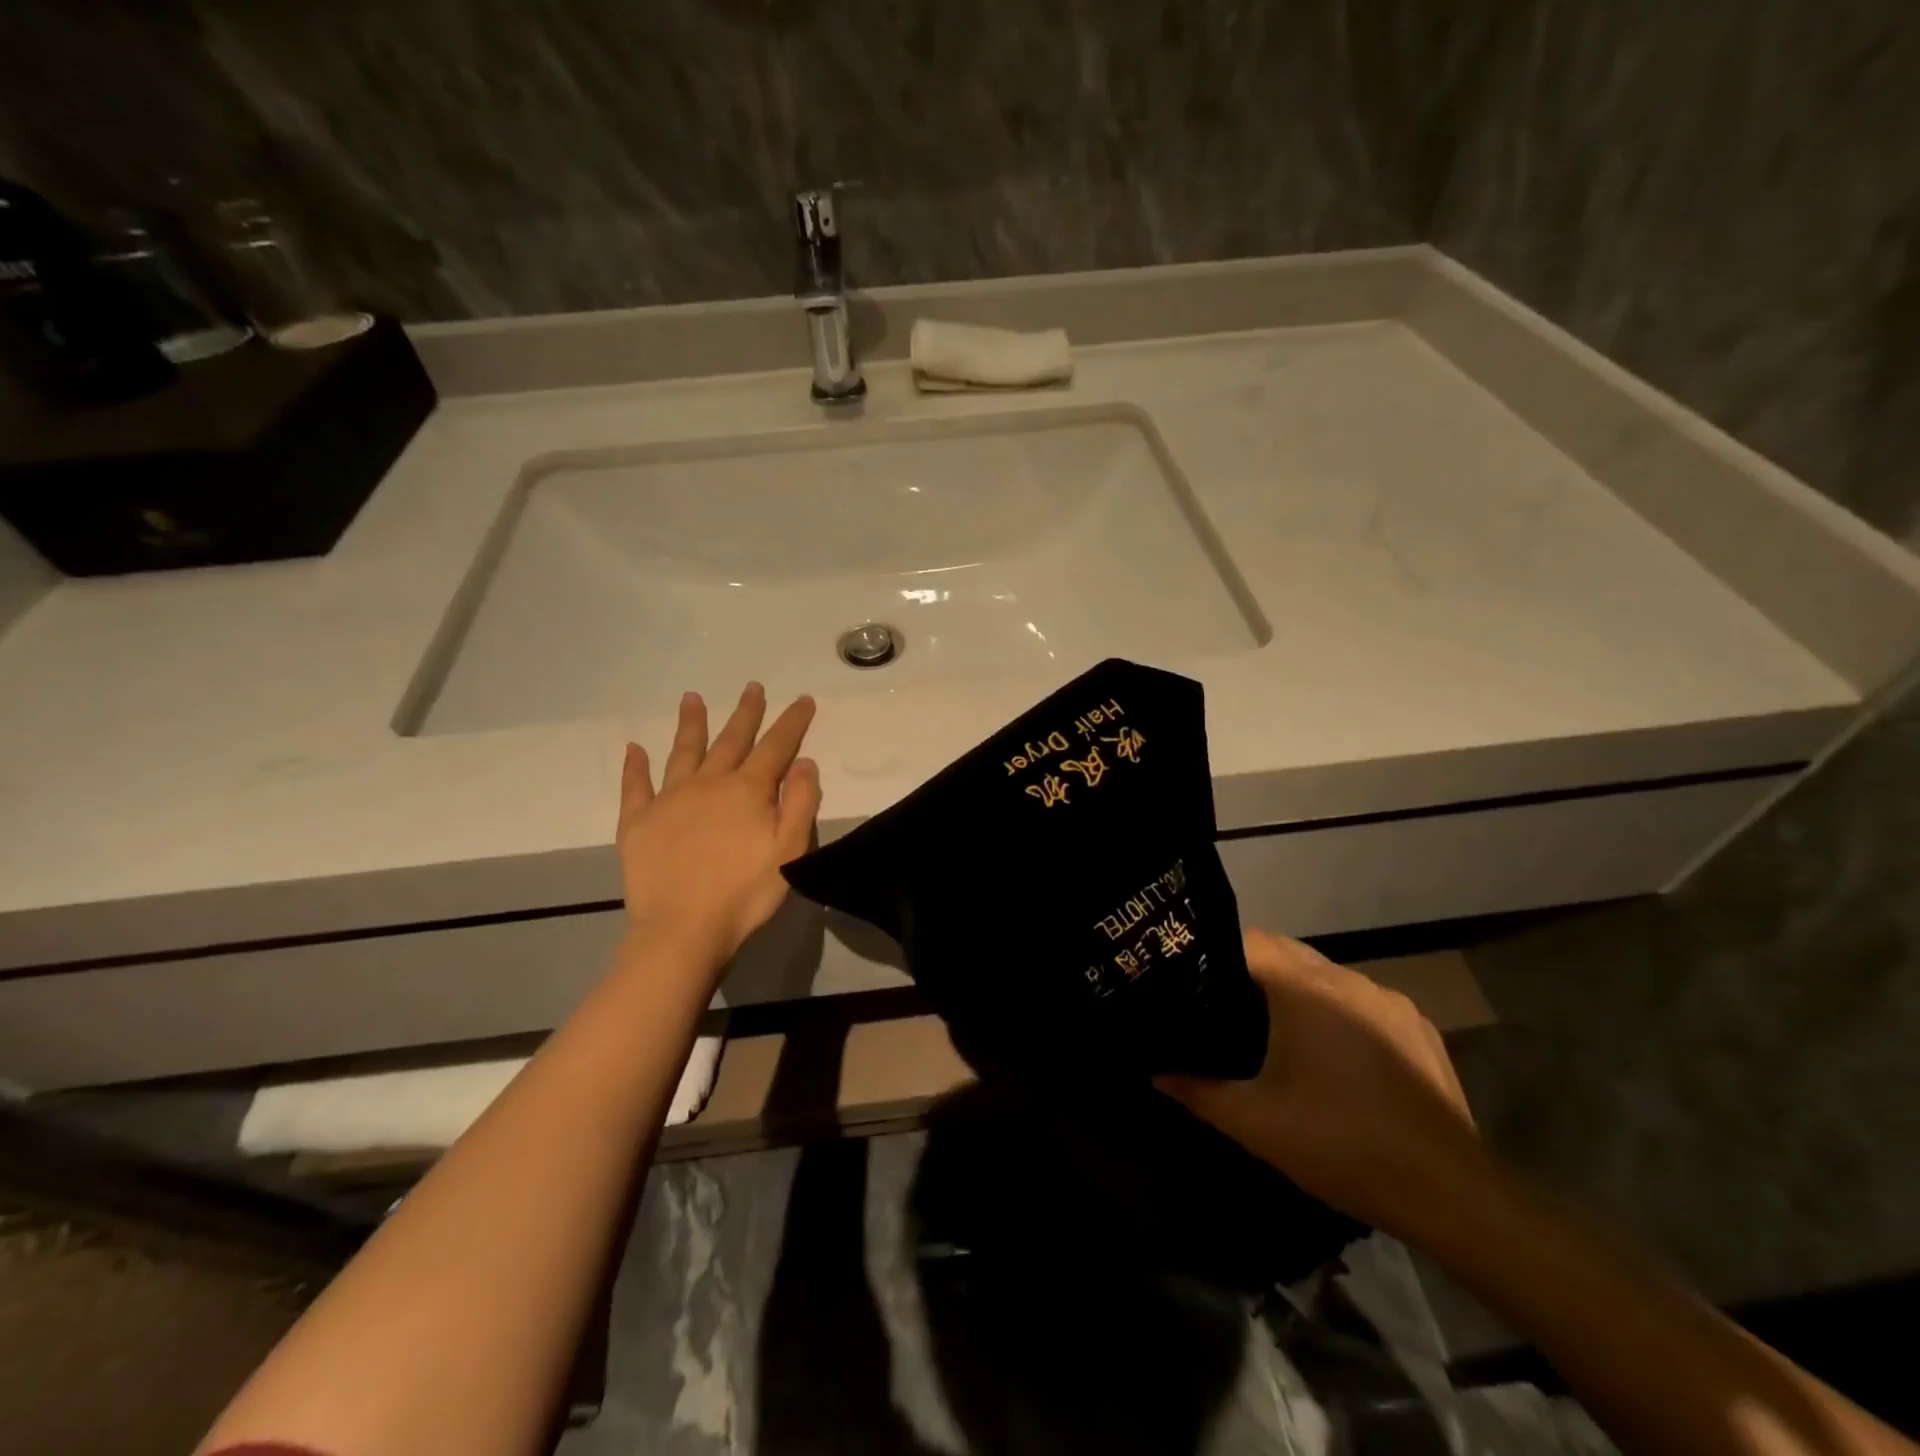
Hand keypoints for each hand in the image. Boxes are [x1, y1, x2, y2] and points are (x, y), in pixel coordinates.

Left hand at [616, 684, 821, 969]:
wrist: (682, 929)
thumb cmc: (745, 892)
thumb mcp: (790, 849)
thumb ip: (801, 802)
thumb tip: (804, 761)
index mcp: (747, 790)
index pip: (776, 746)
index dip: (791, 722)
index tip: (802, 699)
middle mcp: (708, 783)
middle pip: (730, 740)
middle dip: (745, 712)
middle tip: (752, 687)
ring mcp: (669, 799)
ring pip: (683, 751)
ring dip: (691, 724)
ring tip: (692, 698)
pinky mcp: (638, 821)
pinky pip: (635, 786)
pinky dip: (635, 766)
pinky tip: (634, 748)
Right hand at [1157, 929, 1487, 1236]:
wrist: (1451, 1193)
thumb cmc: (1341, 1145)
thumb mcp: (1255, 1122)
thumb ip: (1198, 1091)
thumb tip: (1155, 1073)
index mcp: (1305, 989)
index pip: (1249, 940)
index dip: (1216, 952)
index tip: (1193, 977)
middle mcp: (1348, 979)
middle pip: (1288, 952)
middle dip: (1254, 970)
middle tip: (1223, 1005)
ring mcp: (1389, 1000)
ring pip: (1327, 976)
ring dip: (1299, 992)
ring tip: (1276, 1033)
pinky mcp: (1419, 1025)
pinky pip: (1362, 1001)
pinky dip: (1339, 1013)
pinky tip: (1336, 1059)